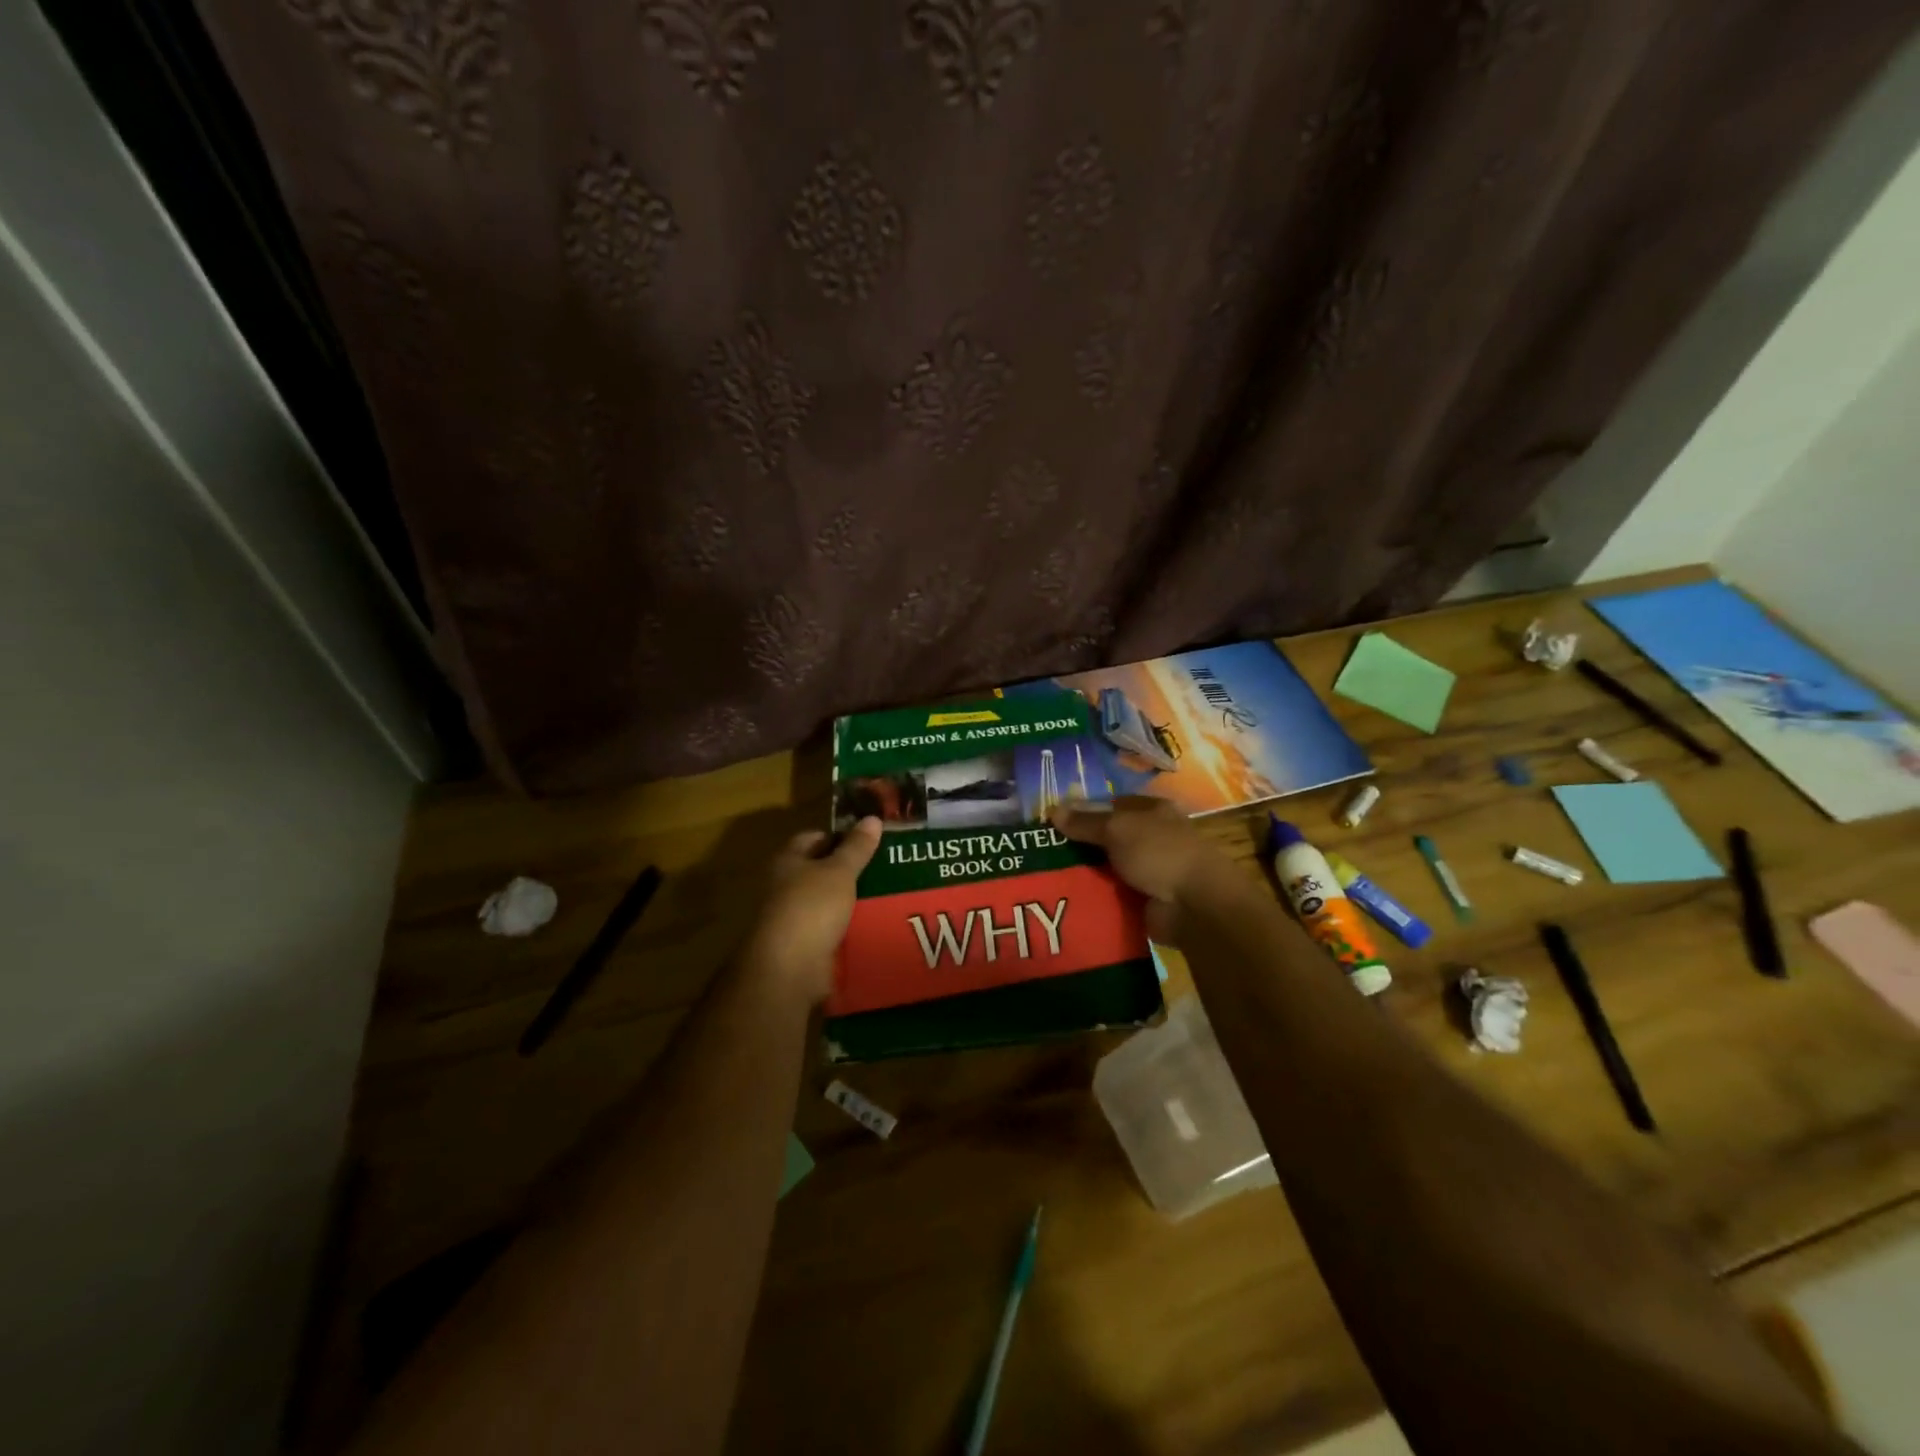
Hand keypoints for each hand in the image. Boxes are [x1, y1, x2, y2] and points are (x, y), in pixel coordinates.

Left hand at [741, 816, 881, 1004]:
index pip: (813, 838)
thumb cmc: (810, 908)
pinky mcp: (802, 946)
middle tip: (885, 867)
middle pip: (820, 871)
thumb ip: (856, 847)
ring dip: (851, 901)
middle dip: (849, 870)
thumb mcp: (839, 872)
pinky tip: (873, 926)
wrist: (787, 969)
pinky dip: (848, 928)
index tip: (869, 840)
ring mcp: (792, 918)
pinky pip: (830, 930)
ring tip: (887, 896)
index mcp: (787, 861)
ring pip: (827, 902)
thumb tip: (872, 818)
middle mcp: (784, 886)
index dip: (839, 836)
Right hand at [1049, 797, 1236, 942]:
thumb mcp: (1117, 829)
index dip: (1082, 811)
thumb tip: (1053, 810)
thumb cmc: (1159, 853)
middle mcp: (1151, 837)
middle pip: (1107, 838)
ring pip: (1107, 867)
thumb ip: (1085, 822)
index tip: (1052, 822)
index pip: (1110, 805)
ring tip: (1047, 876)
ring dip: (1084, 873)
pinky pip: (1112, 894)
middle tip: (1042, 851)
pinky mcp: (1144, 900)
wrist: (1195, 905)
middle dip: (1079, 845)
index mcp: (1151, 811)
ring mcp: (1149, 870)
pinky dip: (1095, 897)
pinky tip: (1068, 898)